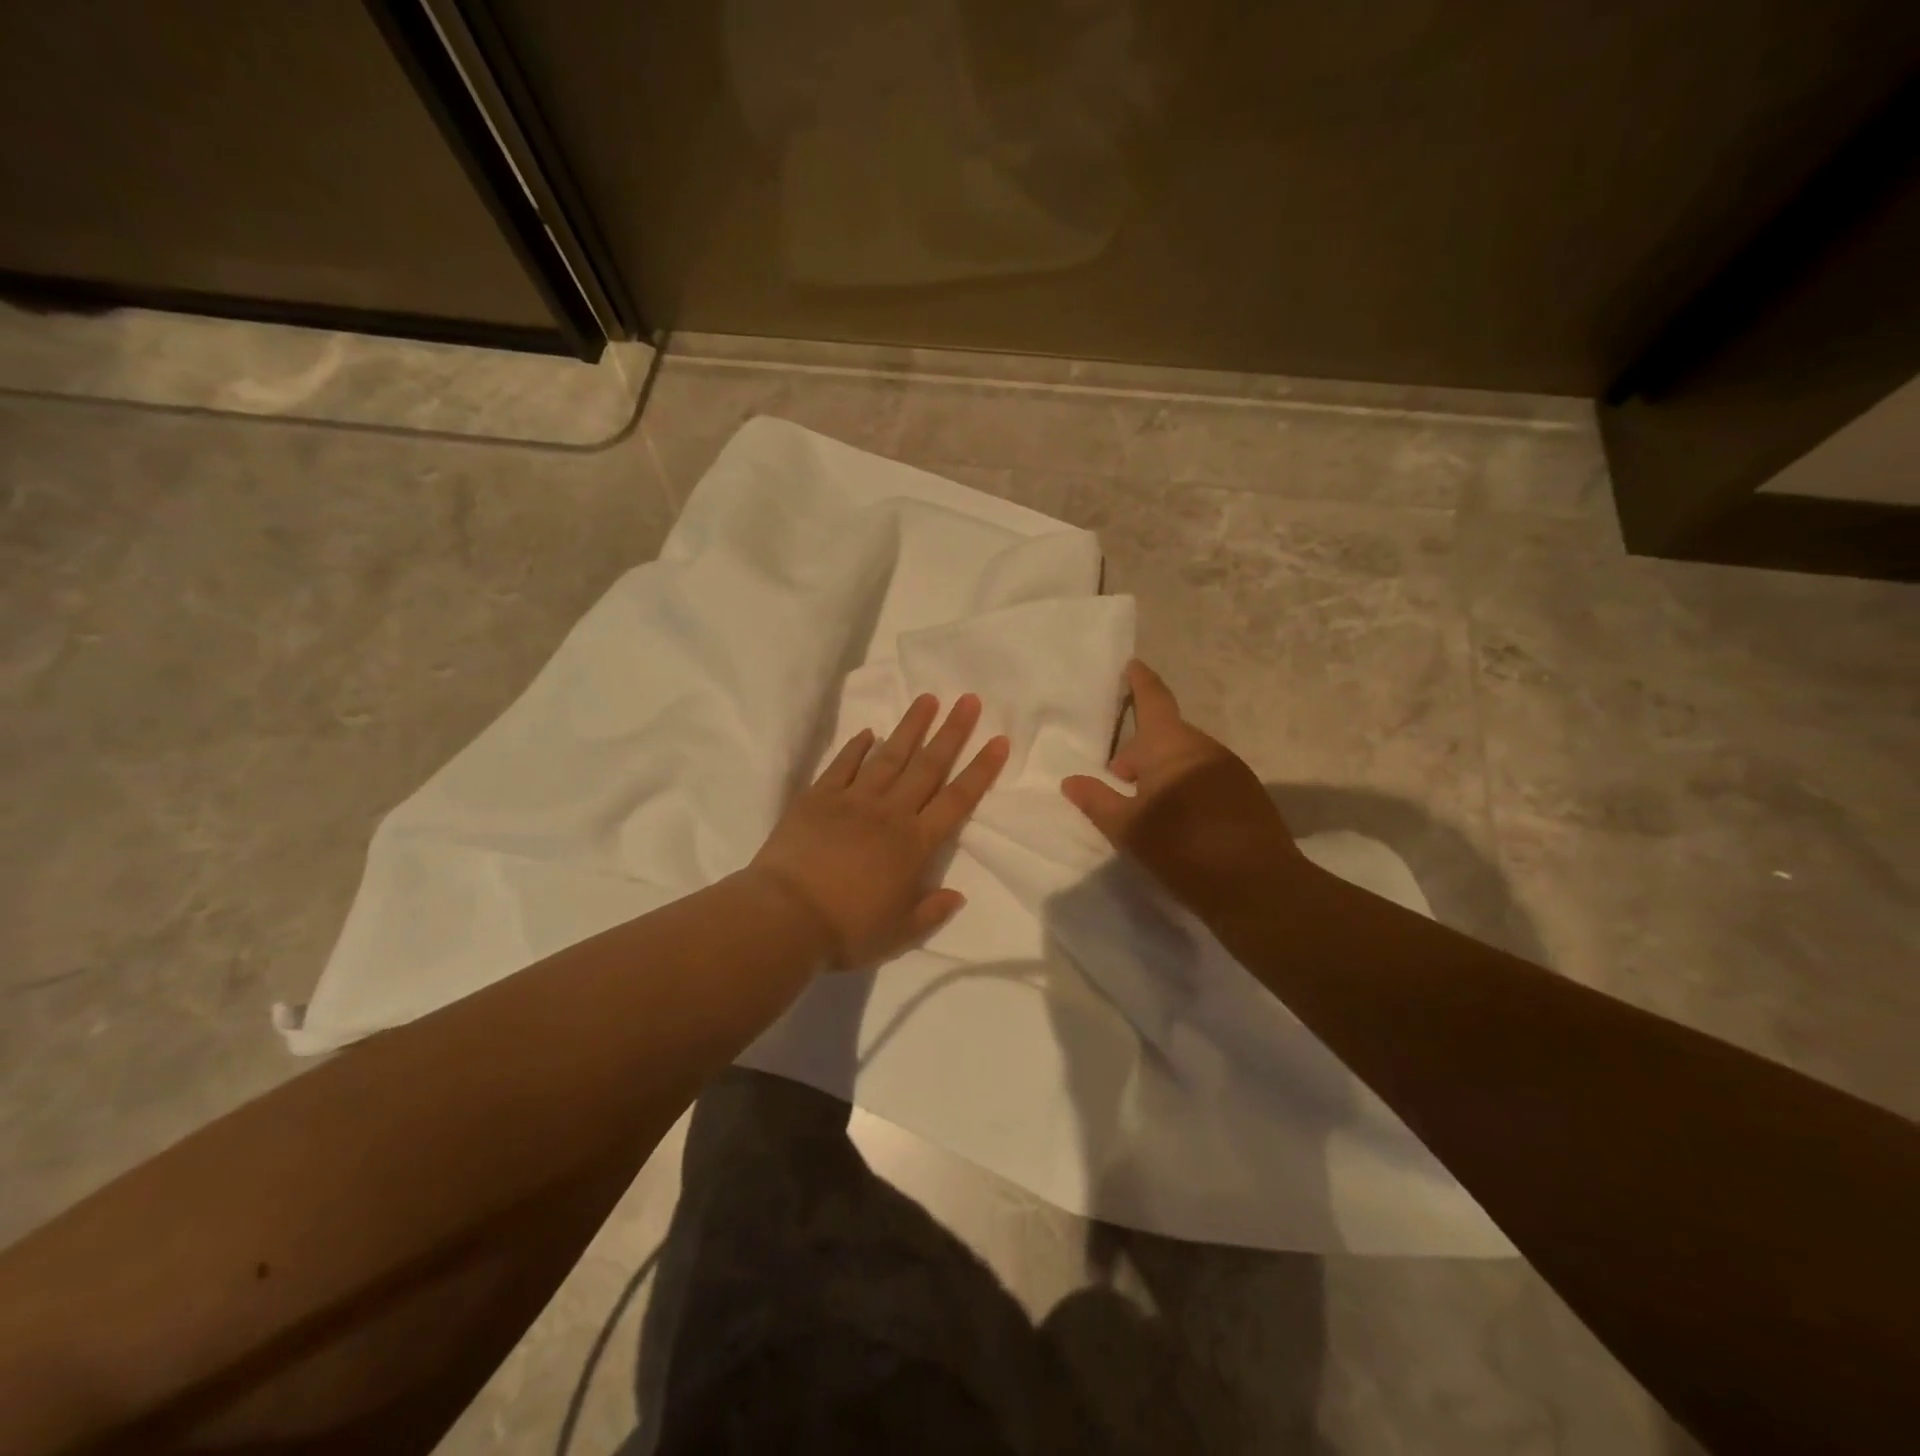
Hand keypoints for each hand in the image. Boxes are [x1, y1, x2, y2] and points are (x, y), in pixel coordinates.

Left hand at [749, 694, 1009, 969]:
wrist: (785, 918)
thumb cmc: (846, 930)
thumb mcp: (898, 934)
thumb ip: (931, 912)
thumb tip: (958, 896)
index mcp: (915, 844)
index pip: (957, 800)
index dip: (981, 770)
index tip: (998, 740)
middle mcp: (890, 813)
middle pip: (928, 765)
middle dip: (952, 732)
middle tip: (968, 700)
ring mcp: (853, 800)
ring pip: (889, 755)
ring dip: (911, 727)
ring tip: (928, 699)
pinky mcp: (818, 797)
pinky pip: (843, 765)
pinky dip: (857, 747)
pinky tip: (869, 732)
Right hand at [1062, 660, 1302, 918]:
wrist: (1259, 887)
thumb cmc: (1183, 849)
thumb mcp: (1128, 828)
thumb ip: (1097, 800)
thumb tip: (1070, 781)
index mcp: (1172, 746)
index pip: (1153, 700)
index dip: (1139, 682)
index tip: (1131, 665)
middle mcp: (1205, 748)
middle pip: (1166, 735)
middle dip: (1140, 750)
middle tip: (1117, 777)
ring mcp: (1231, 770)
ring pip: (1186, 758)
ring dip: (1162, 771)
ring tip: (1144, 805)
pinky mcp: (1247, 794)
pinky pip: (1206, 777)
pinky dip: (1185, 787)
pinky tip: (1178, 821)